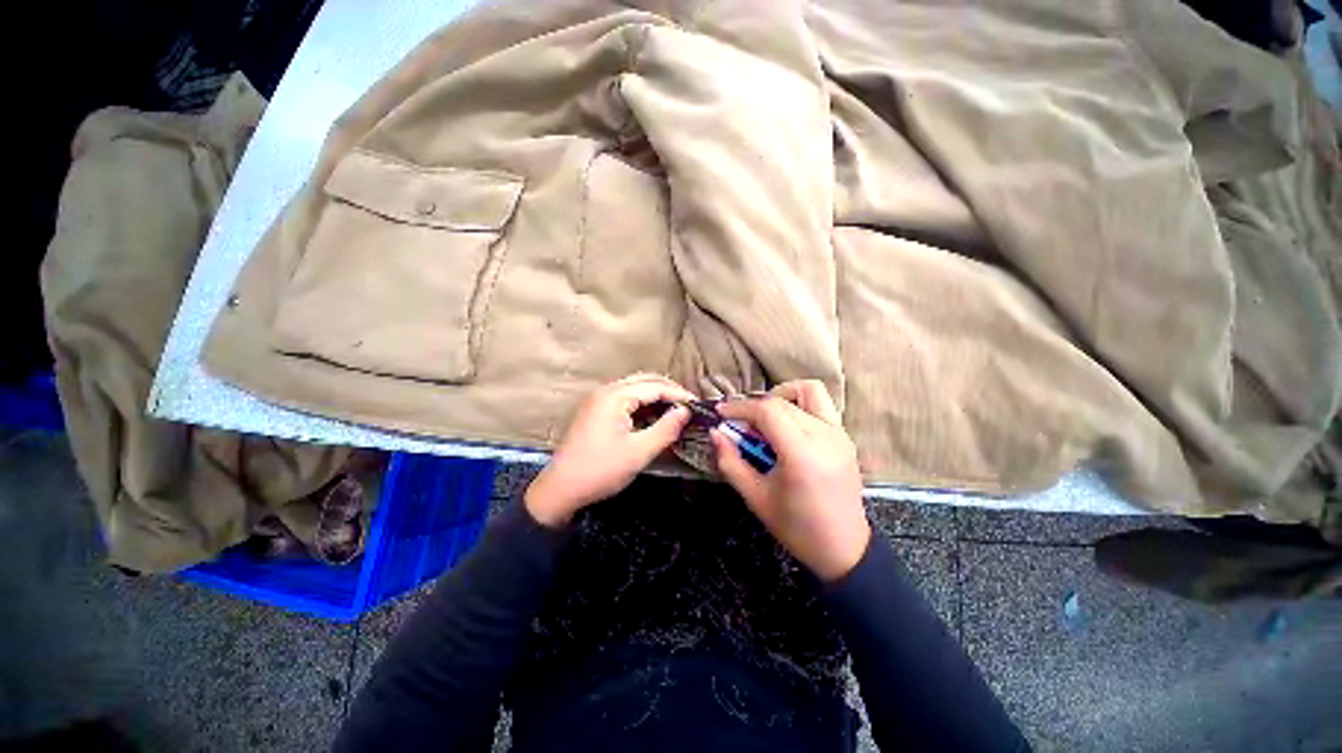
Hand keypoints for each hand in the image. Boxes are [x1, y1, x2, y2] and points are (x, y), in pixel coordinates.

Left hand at [526, 373, 694, 526]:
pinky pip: (625, 398)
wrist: (561, 489)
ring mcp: (598, 399)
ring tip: (676, 410)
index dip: (679, 395)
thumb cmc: (601, 470)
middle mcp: (606, 390)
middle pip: (645, 380)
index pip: (655, 386)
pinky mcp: (596, 409)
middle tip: (689, 406)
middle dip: (669, 390)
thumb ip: (666, 429)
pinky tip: (655, 415)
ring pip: (635, 387)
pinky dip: (643, 403)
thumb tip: (686, 411)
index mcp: (615, 396)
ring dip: (657, 395)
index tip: (699, 406)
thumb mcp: (639, 452)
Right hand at [713, 380, 870, 580]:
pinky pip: (820, 405)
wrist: (844, 549)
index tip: (721, 412)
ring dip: (782, 396)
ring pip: (808, 391)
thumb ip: (731, 461)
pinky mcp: (845, 436)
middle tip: (739, 424)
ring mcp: (840, 434)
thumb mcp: (755, 497)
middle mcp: (825, 436)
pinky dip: (798, 405)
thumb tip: (716, 432)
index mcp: (802, 455)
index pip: (768, 411)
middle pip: (783, 400)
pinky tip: (785, 428)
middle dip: (754, 406)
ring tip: (766, 418)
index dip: (740, 407)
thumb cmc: (797, 528)